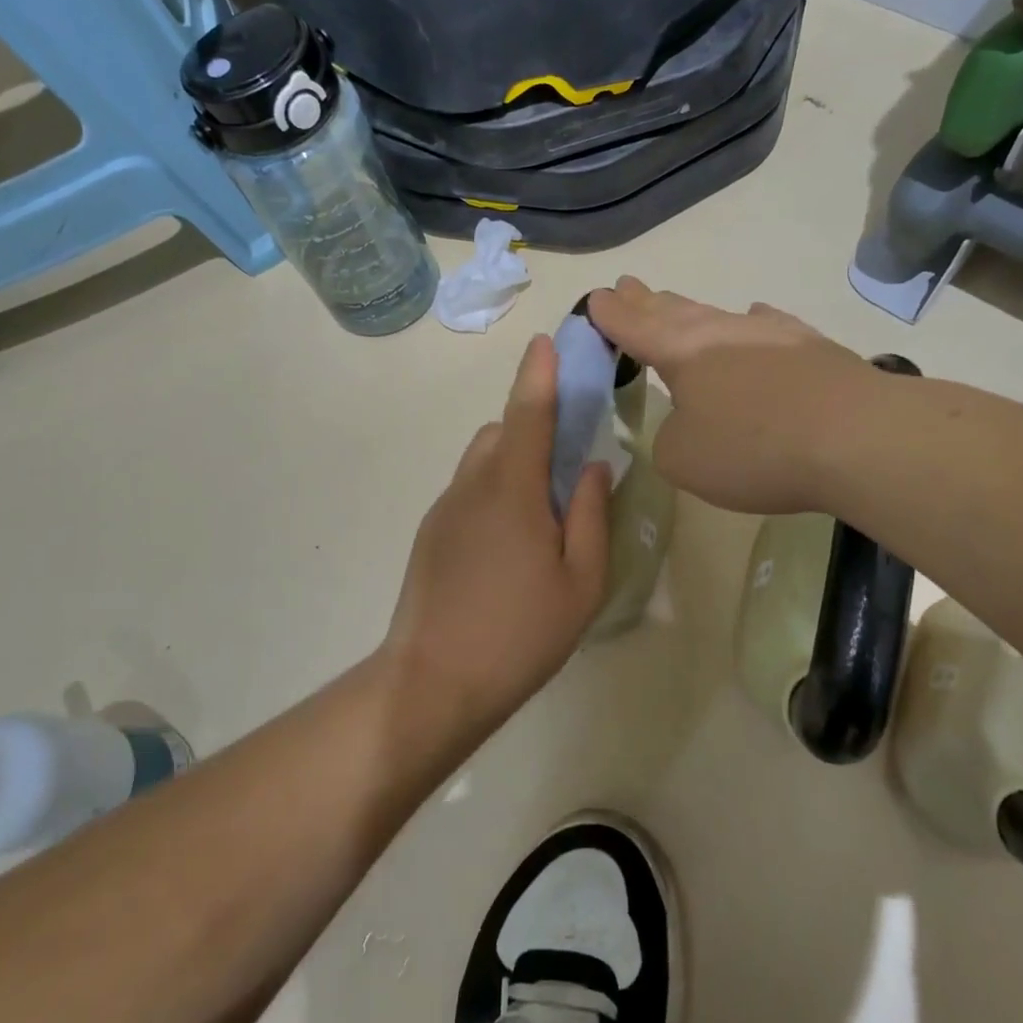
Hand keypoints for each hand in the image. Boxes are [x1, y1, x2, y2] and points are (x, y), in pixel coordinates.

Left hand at [385, 334, 611, 725]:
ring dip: (513, 463)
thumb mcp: (581, 582)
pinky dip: (493, 491)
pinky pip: (469, 490)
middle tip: (567, 470)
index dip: (540, 373)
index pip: (528, 412)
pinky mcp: (430, 532)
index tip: (548, 342)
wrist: (433, 681)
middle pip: (503, 432)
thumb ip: (591, 515)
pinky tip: (507, 547)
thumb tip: (592, 466)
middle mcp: (473, 485)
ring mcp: (445, 508)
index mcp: (513, 490)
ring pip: (483, 461)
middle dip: (534, 430)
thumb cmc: (520, 633)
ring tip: (539, 517)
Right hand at [588, 277, 876, 514]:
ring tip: (673, 302)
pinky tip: (755, 316)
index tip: (594, 298)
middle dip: (644, 301)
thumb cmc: (752, 448)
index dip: (610, 315)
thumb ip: (669, 437)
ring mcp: (769, 334)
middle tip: (626, 285)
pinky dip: (752, 323)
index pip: (634, 327)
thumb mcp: (683, 459)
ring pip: (716, 315)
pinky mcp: (810, 347)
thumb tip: (690, 421)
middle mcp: (720, 332)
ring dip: (690, 310)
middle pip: (672, 310)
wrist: (856, 438)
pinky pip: (768, 326)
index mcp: (681, 352)